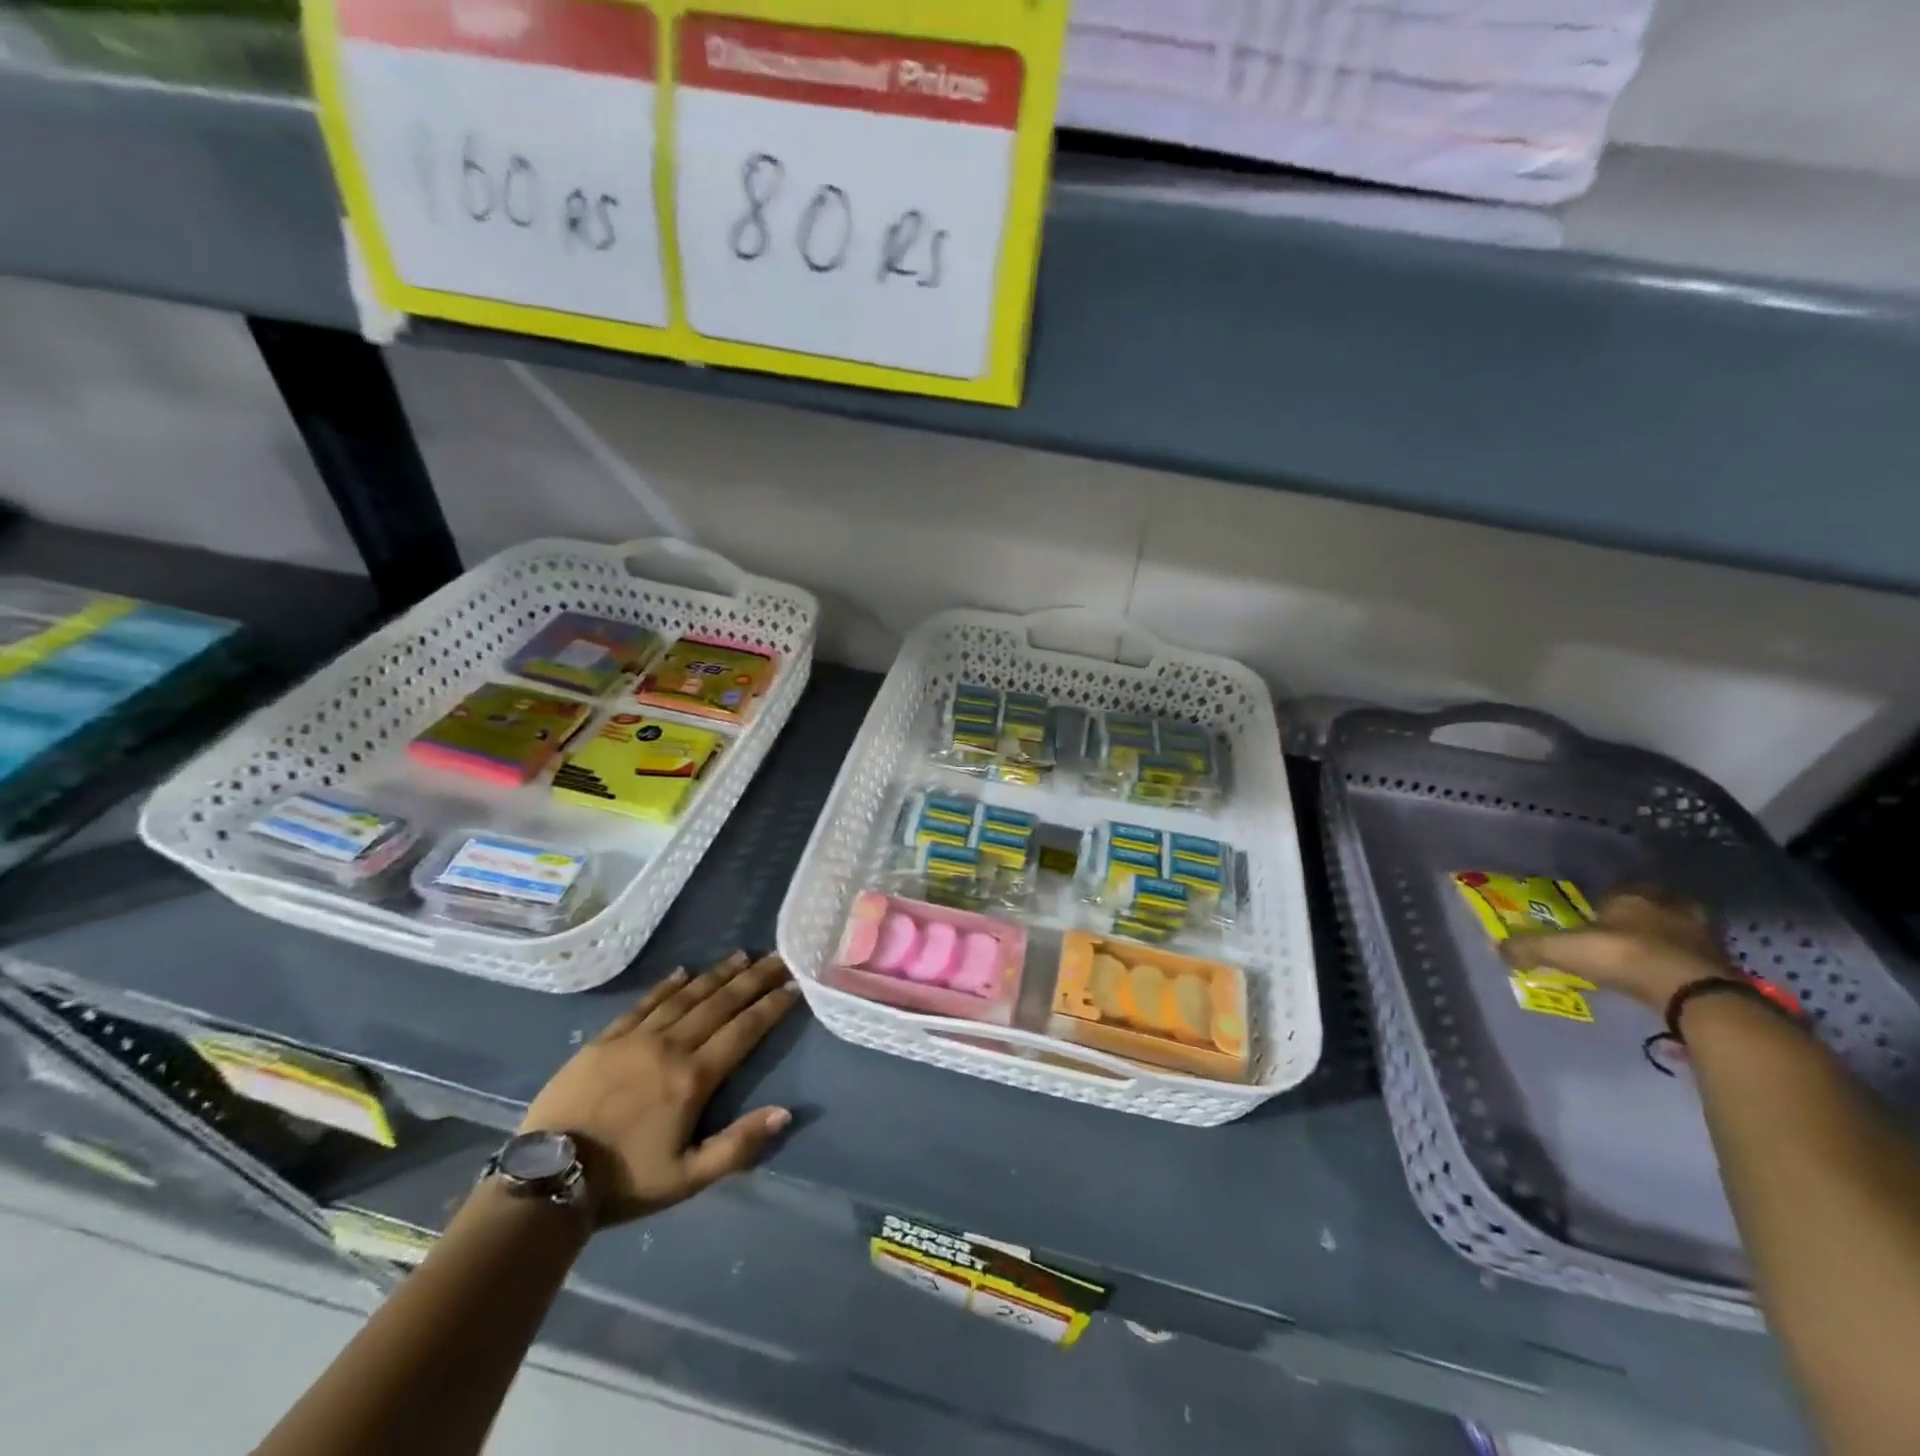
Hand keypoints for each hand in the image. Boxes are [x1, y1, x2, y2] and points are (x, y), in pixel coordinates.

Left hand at [521, 951, 801, 1225]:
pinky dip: (667, 985)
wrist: (547, 1177)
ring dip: (717, 975)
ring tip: (741, 956)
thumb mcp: (687, 1178)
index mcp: (694, 1077)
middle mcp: (671, 1046)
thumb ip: (737, 1145)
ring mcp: (636, 1038)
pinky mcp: (606, 1039)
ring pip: (686, 996)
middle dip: (753, 979)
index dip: (771, 1007)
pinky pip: (644, 1003)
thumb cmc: (624, 1182)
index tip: (793, 985)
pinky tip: (683, 971)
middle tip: (778, 957)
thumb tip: (785, 1113)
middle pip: (720, 1004)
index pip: (743, 1031)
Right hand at [1501, 886, 1737, 1011]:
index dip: (1610, 898)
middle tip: (1630, 927)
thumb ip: (1531, 947)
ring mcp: (1703, 934)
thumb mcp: (1566, 951)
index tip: (1599, 910)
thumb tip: (1496, 947)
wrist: (1695, 993)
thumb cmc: (1624, 957)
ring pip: (1683, 926)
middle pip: (1657, 903)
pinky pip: (1698, 954)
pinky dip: (1685, 960)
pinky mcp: (1723, 963)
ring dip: (1670, 936)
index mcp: (1633, 896)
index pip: (1621, 887)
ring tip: (1652, 951)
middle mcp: (1670, 907)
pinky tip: (1671, 972)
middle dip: (1646, 912)